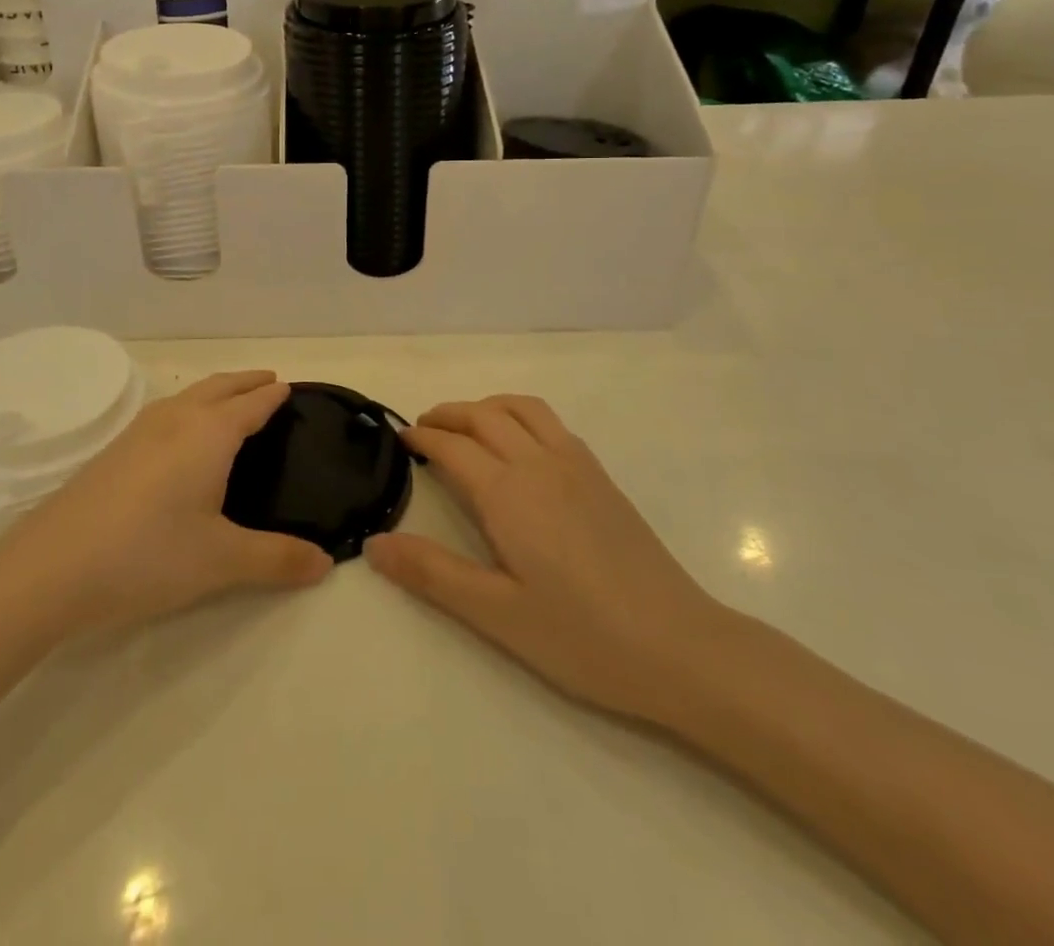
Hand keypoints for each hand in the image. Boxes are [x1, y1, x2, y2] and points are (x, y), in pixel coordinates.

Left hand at [0, 372, 332, 640]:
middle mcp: (175, 420)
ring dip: (214, 391)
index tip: (289, 388)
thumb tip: (326, 563)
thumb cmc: (147, 555)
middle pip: (218, 387)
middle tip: (268, 382)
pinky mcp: (113, 451)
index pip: (251, 405)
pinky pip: (164, 413)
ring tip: (229, 402)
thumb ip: (277, 559)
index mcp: (209, 433)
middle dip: (245, 382)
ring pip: (187, 397)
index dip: (273, 396)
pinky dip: (187, 409)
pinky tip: (177, 436)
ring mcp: (138, 432)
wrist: (49, 568)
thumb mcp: (222, 560)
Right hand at [364, 395, 724, 723]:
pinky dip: (521, 416)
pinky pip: (552, 423)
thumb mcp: (496, 614)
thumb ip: (433, 573)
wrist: (679, 646)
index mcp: (509, 493)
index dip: (422, 438)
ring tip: (466, 426)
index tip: (400, 439)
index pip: (453, 446)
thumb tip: (374, 543)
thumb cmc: (581, 636)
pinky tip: (520, 447)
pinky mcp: (601, 477)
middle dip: (448, 414)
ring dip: (486, 406)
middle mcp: (540, 464)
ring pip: (522, 409)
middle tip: (422, 429)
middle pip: (485, 416)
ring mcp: (576, 465)